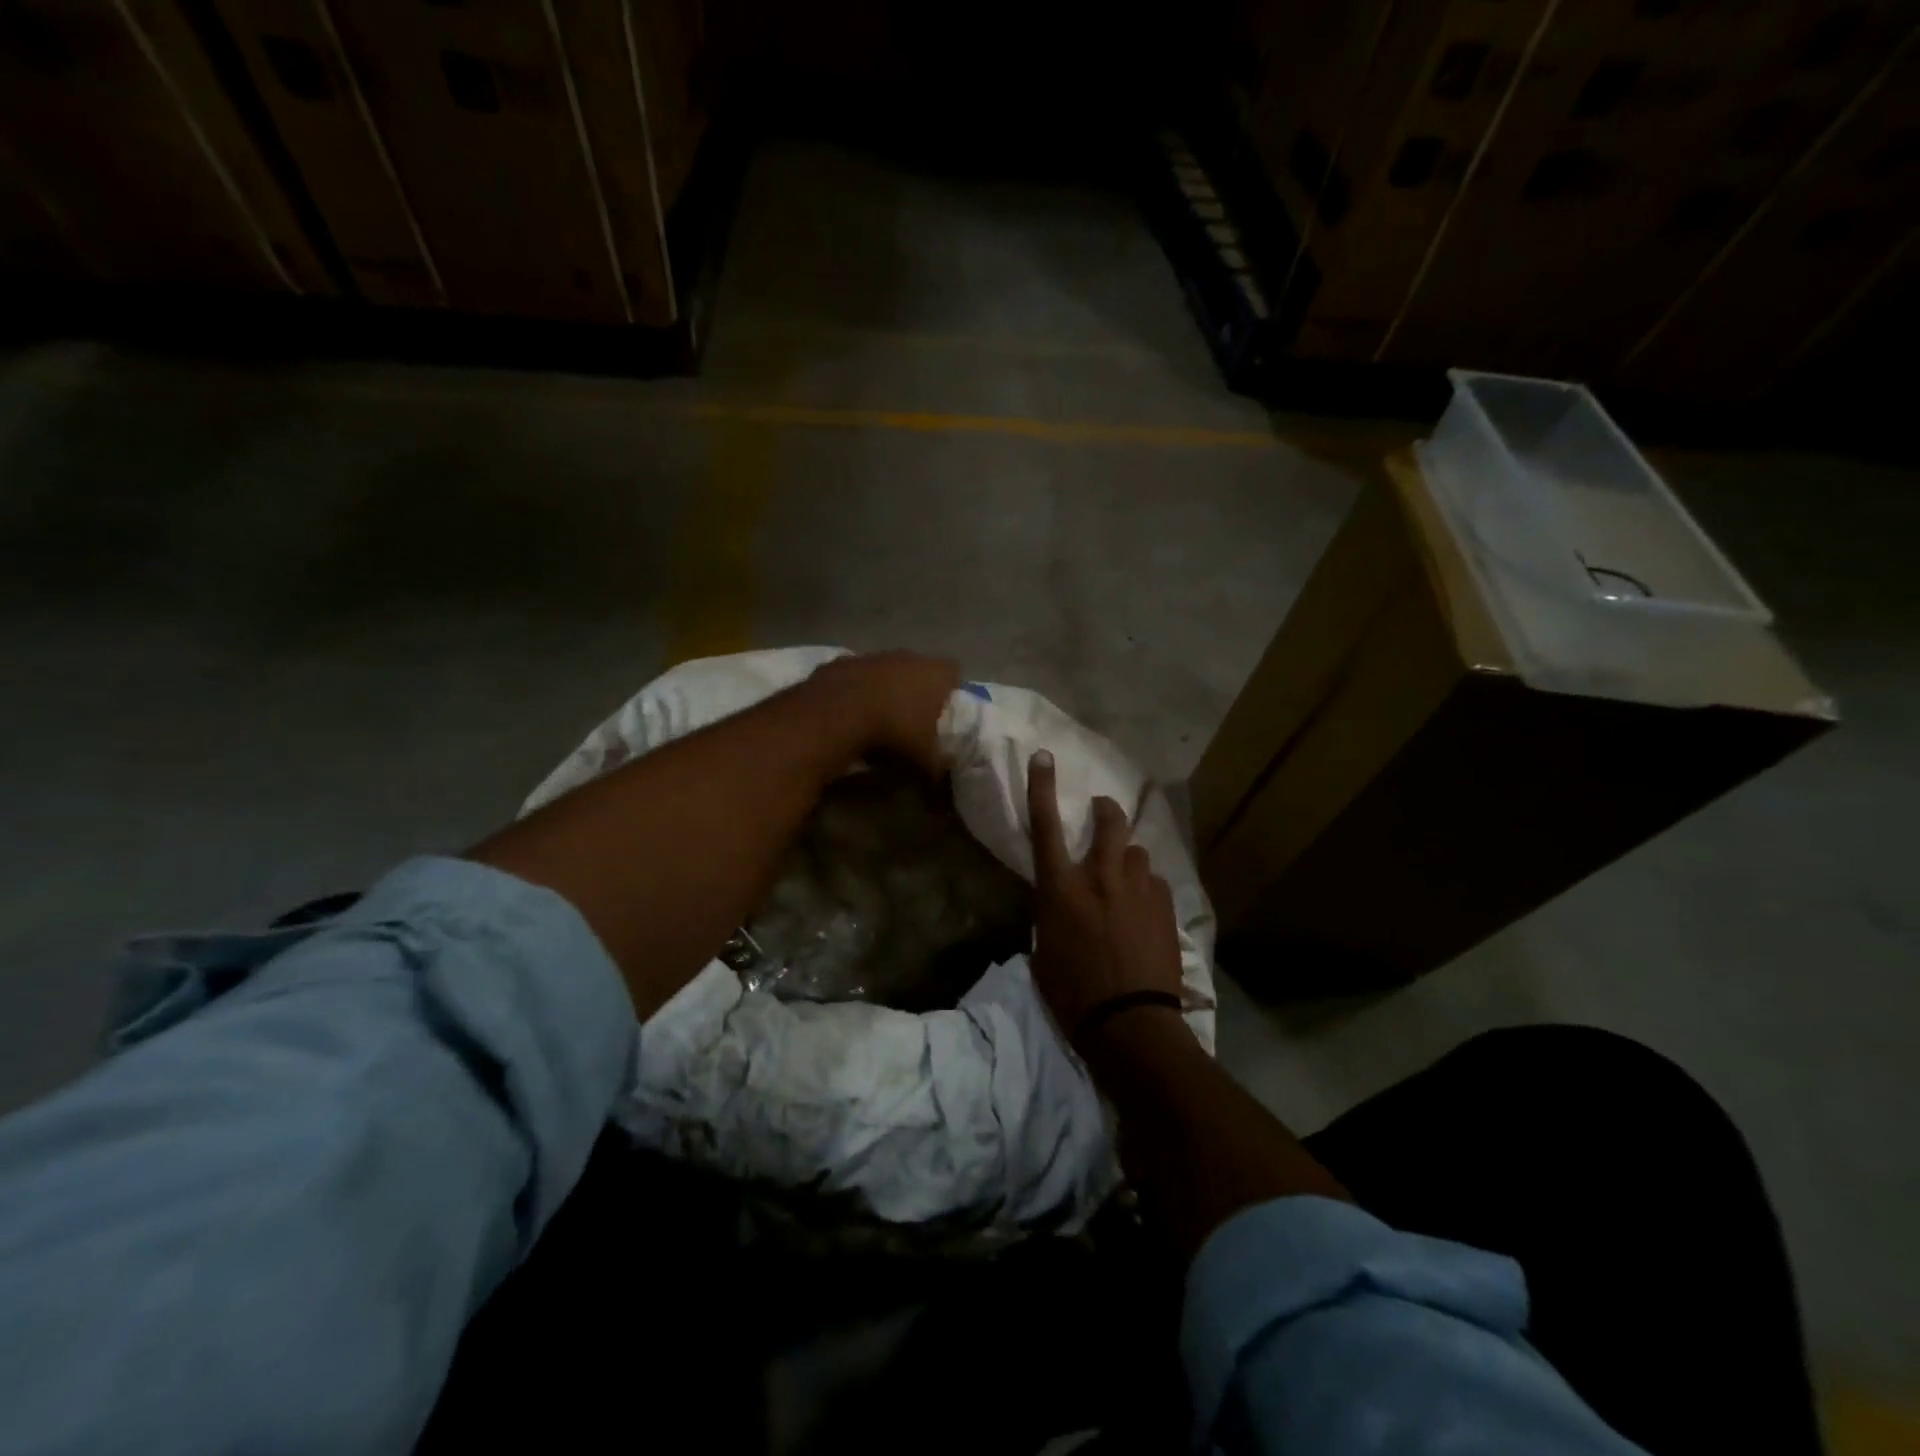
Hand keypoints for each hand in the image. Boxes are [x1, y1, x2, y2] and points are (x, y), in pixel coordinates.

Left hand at [807, 651, 959, 775]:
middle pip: (918, 668)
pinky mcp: (843, 662)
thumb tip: (941, 778)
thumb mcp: (923, 758)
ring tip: (878, 716)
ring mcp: (873, 656)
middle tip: (912, 716)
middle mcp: (906, 657)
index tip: (944, 708)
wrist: (837, 713)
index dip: (950, 689)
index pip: (953, 672)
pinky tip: (850, 712)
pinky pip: (856, 676)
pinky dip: (855, 690)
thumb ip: (937, 766)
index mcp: (934, 673)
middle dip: (916, 688)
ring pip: (885, 669)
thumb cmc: (894, 730)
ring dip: (884, 687)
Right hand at [1026, 749, 1186, 1040]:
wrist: (1130, 1024)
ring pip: (1138, 853)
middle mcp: (1101, 878)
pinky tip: (1146, 913)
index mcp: (1061, 889)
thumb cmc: (1072, 995)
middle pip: (1110, 822)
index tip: (1045, 756)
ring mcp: (1139, 890)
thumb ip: (1052, 918)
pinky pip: (1156, 884)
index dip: (1041, 787)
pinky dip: (1148, 890)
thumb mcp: (1044, 954)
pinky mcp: (1165, 907)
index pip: (1045, 827)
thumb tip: (1060, 909)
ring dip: (1129, 861)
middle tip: (1104, 811)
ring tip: (1128, 881)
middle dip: (1107, 811)